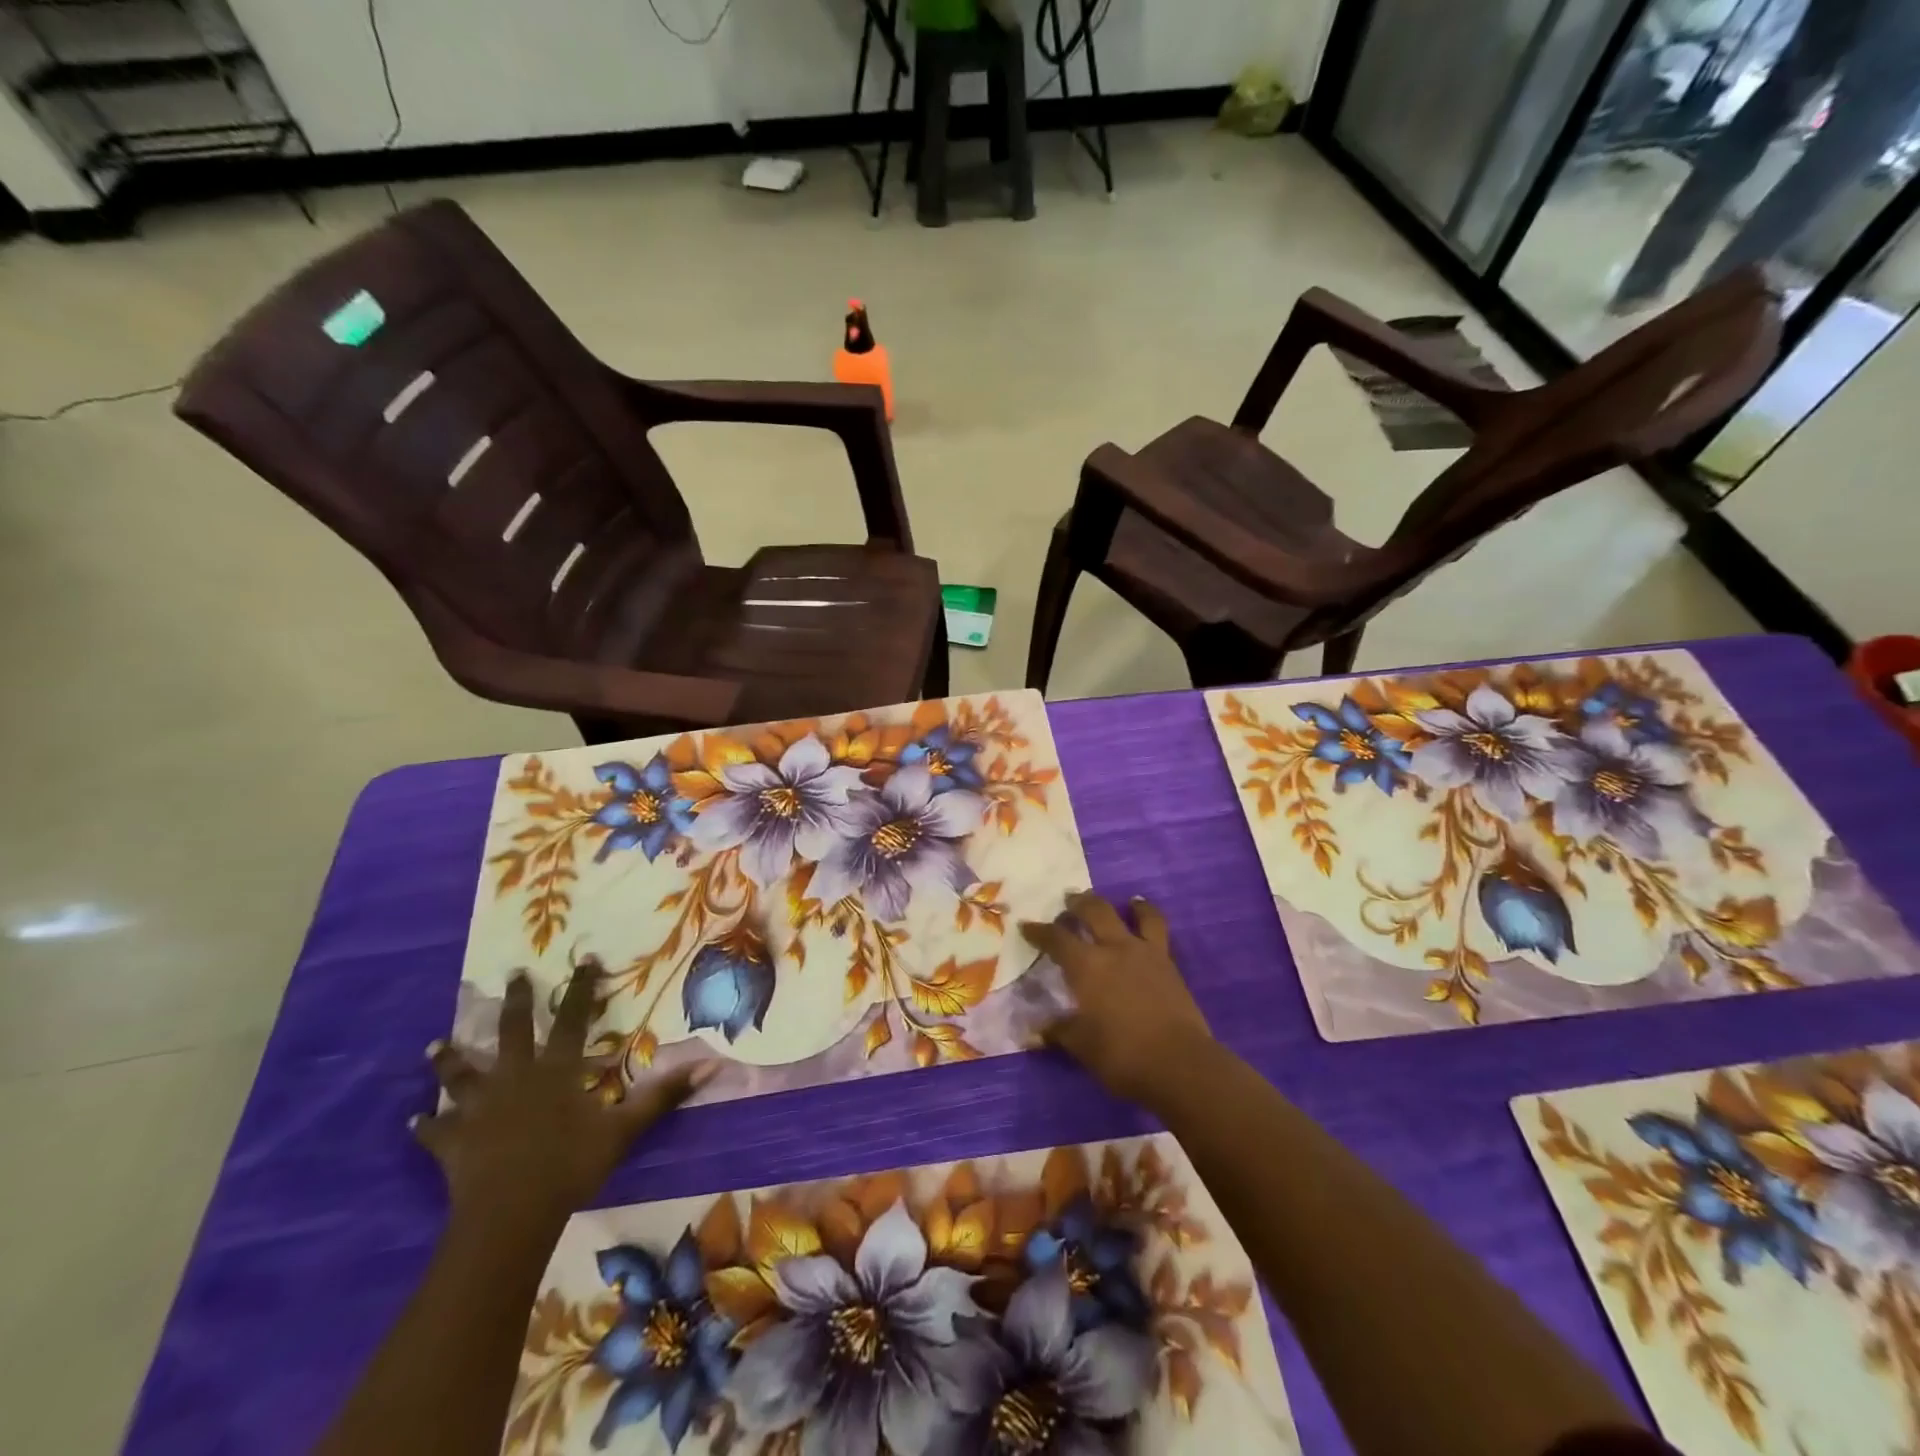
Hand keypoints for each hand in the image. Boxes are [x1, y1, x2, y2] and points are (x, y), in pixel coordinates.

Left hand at [415, 965, 712, 1229]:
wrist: (510, 1215)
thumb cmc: (571, 1166)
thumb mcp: (625, 1129)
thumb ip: (663, 1095)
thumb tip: (710, 1064)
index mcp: (557, 1070)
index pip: (574, 1019)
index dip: (581, 989)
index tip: (583, 960)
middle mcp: (516, 1078)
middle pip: (513, 1032)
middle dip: (517, 1002)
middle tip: (513, 975)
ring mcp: (480, 1109)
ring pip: (461, 1075)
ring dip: (450, 1059)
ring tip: (435, 1043)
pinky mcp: (453, 1142)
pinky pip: (434, 1131)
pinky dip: (424, 1126)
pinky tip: (413, 1120)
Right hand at [1020, 891, 1213, 1107]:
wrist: (1179, 1063)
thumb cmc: (1122, 1055)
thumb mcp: (1082, 1046)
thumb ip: (1059, 1032)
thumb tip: (1034, 1031)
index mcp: (1086, 967)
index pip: (1056, 939)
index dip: (1039, 931)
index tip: (1026, 926)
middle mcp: (1114, 949)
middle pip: (1094, 912)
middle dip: (1078, 903)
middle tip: (1069, 901)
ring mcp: (1145, 952)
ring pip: (1133, 914)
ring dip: (1123, 905)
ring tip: (1124, 901)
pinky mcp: (1168, 963)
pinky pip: (1158, 930)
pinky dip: (1148, 918)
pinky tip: (1147, 919)